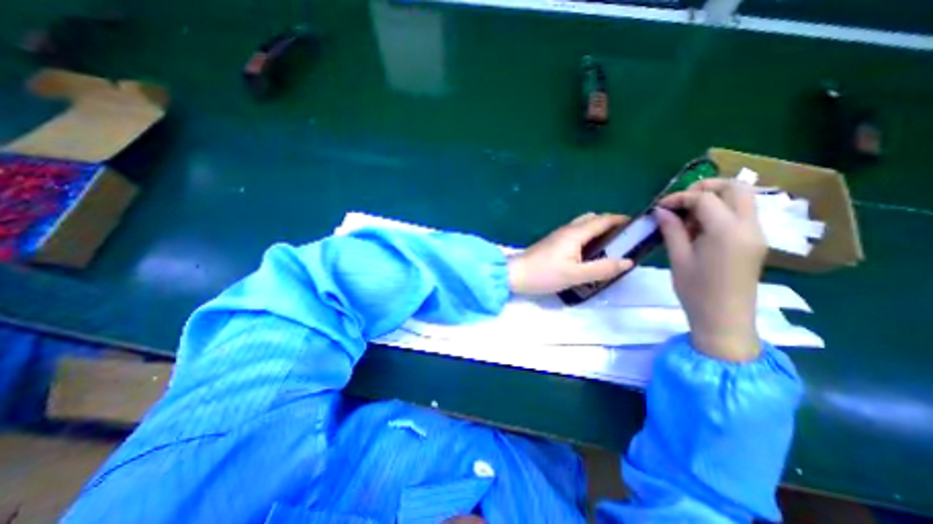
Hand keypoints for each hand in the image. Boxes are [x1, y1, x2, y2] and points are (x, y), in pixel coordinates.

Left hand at [509, 211, 633, 294]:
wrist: (515, 274)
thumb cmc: (545, 274)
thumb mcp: (576, 275)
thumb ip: (602, 269)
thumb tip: (627, 262)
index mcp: (575, 233)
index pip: (603, 219)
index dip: (621, 220)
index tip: (637, 225)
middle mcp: (567, 229)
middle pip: (592, 219)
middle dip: (609, 224)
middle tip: (623, 239)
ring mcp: (558, 235)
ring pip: (582, 226)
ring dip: (597, 231)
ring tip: (609, 247)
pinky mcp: (552, 242)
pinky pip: (574, 234)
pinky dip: (586, 237)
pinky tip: (588, 253)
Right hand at [655, 177, 764, 362]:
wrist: (725, 319)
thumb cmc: (696, 290)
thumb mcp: (678, 258)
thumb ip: (672, 229)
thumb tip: (661, 210)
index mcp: (727, 231)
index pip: (705, 198)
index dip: (680, 197)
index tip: (660, 206)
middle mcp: (749, 226)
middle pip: (736, 187)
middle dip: (705, 187)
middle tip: (680, 201)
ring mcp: (756, 233)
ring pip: (742, 198)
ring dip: (714, 198)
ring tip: (687, 215)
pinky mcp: (755, 241)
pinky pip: (741, 213)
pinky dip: (721, 210)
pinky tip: (699, 227)